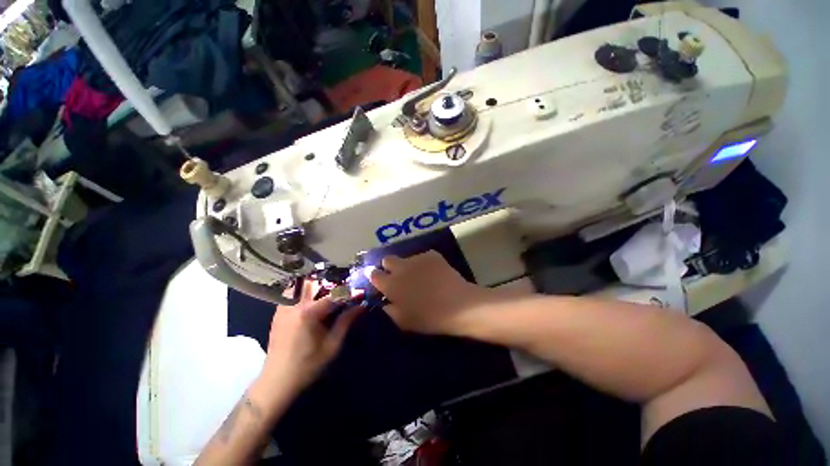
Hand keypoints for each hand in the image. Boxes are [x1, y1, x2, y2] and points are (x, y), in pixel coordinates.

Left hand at [259, 281, 362, 393]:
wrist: (277, 381)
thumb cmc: (307, 365)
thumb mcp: (332, 345)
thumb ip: (346, 321)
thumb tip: (361, 305)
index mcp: (308, 312)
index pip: (333, 294)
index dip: (348, 292)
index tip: (359, 292)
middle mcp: (294, 304)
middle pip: (316, 282)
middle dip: (332, 283)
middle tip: (344, 289)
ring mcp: (284, 306)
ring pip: (303, 285)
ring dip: (318, 285)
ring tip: (330, 293)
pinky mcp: (279, 311)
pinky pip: (294, 293)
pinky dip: (306, 292)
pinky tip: (315, 301)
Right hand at [369, 251, 497, 334]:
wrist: (457, 304)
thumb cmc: (428, 317)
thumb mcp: (403, 321)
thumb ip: (389, 309)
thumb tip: (385, 301)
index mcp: (391, 284)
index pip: (374, 274)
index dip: (375, 277)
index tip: (380, 281)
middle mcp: (401, 267)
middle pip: (387, 259)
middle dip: (389, 266)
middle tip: (399, 277)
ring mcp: (417, 258)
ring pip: (407, 259)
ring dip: (409, 267)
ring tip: (422, 278)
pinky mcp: (431, 255)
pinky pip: (423, 257)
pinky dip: (425, 264)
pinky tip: (434, 274)